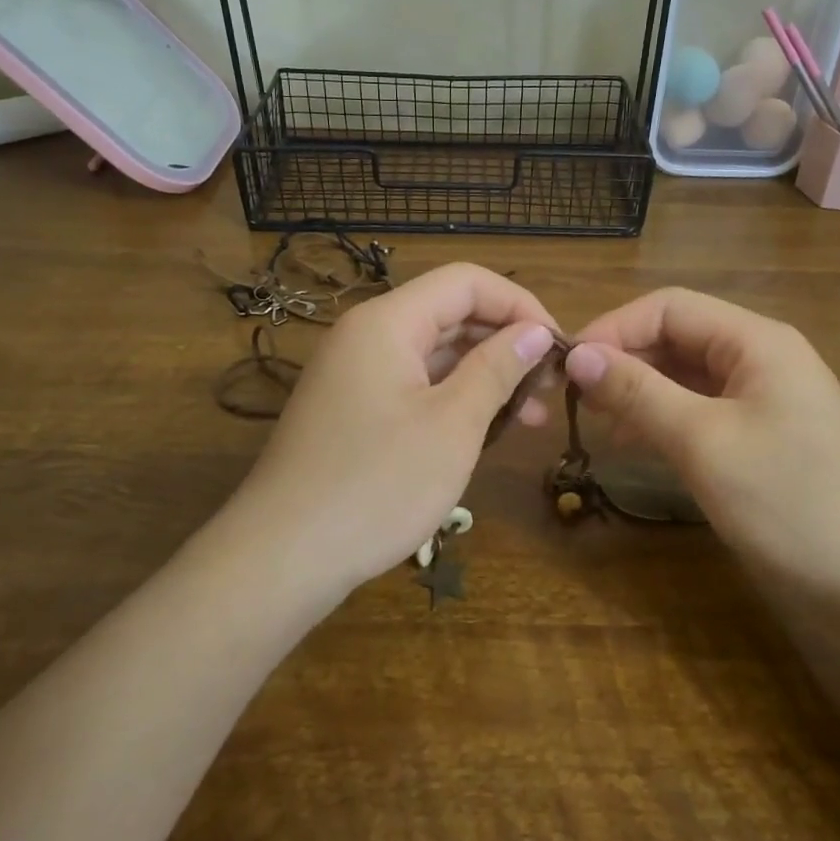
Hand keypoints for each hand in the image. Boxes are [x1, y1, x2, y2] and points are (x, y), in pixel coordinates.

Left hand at [235, 263, 557, 592]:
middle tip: (551, 389)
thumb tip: (535, 331)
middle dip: (506, 343)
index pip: (467, 282)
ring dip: (486, 376)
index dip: (520, 305)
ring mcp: (356, 373)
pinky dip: (454, 399)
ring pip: (435, 353)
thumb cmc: (377, 485)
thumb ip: (497, 368)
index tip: (558, 348)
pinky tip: (486, 430)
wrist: (281, 558)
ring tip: (531, 418)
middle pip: (450, 314)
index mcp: (387, 321)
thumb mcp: (453, 424)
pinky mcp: (353, 409)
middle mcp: (367, 334)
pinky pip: (415, 384)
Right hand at [567, 288, 839, 605]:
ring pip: (685, 376)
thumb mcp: (704, 442)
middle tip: (574, 397)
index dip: (614, 328)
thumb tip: (576, 355)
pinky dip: (662, 419)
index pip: (670, 308)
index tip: (566, 365)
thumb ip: (638, 392)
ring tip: (596, 420)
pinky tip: (634, 443)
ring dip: (639, 390)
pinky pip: (700, 411)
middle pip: (677, 337)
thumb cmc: (790, 502)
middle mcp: (761, 358)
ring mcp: (763, 400)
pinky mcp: (761, 439)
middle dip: (624, 359)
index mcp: (757, 341)